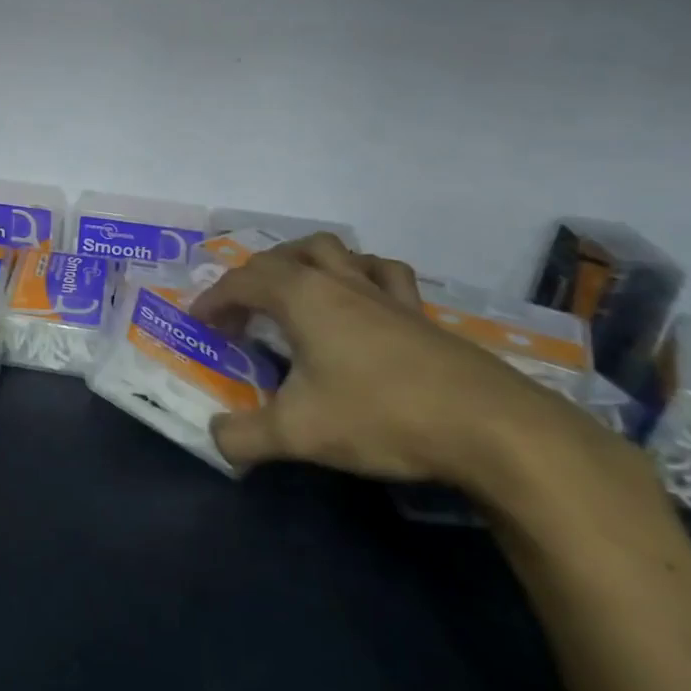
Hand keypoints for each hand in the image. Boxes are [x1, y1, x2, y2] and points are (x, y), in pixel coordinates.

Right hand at [191, 233, 620, 492]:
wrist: (490, 428)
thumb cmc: (381, 415)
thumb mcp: (298, 433)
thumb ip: (244, 436)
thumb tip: (215, 438)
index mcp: (302, 296)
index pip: (242, 282)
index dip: (214, 299)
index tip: (200, 322)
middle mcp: (339, 281)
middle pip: (285, 255)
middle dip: (253, 276)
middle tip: (243, 310)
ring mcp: (384, 293)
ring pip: (336, 251)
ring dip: (305, 262)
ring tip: (296, 291)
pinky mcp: (420, 314)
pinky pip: (383, 275)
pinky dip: (361, 276)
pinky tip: (362, 303)